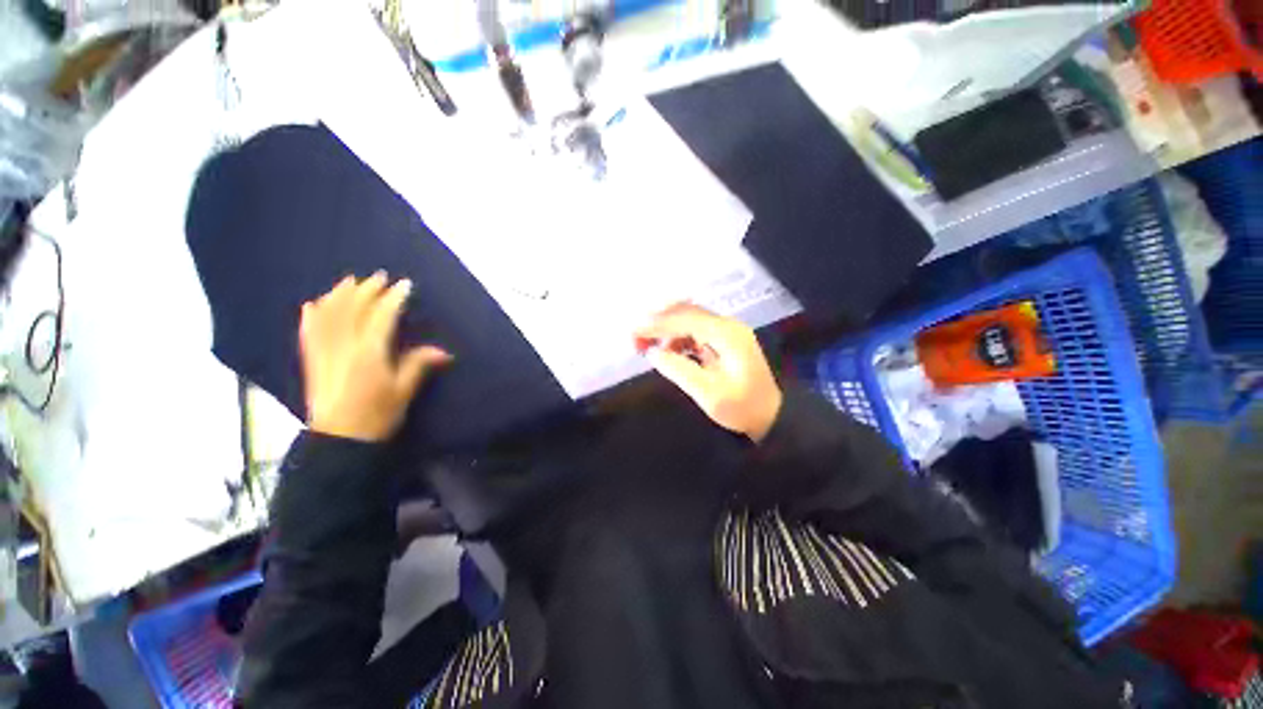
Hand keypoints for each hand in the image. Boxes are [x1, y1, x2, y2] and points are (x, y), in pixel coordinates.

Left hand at [300, 272, 451, 441]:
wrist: (339, 439)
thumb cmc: (377, 414)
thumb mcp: (404, 390)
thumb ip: (419, 365)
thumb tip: (444, 352)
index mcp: (369, 351)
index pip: (382, 316)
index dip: (394, 298)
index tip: (405, 285)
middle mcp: (344, 345)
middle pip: (354, 309)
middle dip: (367, 290)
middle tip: (379, 277)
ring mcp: (324, 351)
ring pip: (329, 315)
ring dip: (339, 296)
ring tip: (349, 282)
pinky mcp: (312, 360)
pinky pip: (309, 331)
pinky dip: (312, 316)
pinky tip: (313, 305)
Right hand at [634, 304, 782, 441]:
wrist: (771, 416)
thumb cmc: (741, 408)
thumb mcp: (708, 393)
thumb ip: (678, 369)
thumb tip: (653, 352)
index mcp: (726, 334)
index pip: (684, 319)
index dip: (656, 324)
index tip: (633, 333)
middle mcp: (727, 325)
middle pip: (686, 312)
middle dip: (658, 321)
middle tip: (635, 336)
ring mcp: (727, 331)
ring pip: (690, 319)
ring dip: (667, 328)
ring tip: (647, 345)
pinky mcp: (724, 340)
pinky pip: (696, 330)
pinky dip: (678, 336)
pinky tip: (668, 350)